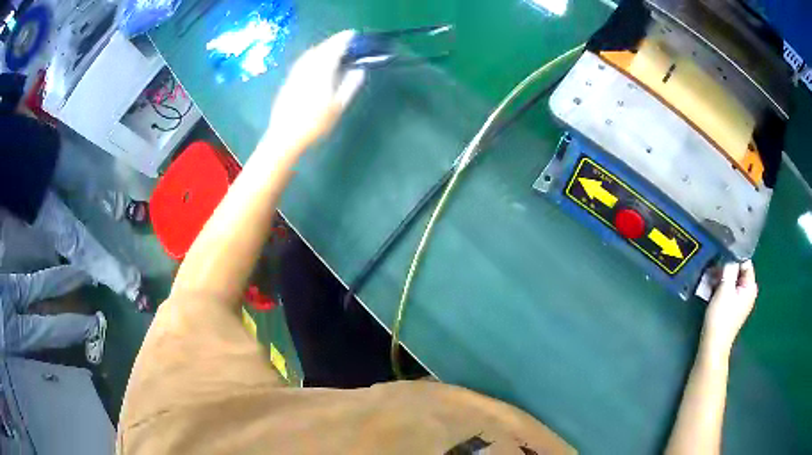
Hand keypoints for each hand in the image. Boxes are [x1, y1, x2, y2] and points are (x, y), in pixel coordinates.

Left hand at [261, 30, 364, 157]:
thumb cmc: (314, 123)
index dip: (343, 39)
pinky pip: (303, 61)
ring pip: (310, 53)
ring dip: (322, 47)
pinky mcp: (288, 80)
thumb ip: (350, 85)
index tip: (352, 34)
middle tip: (345, 40)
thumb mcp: (338, 106)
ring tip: (332, 48)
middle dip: (333, 42)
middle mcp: (307, 68)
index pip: (334, 48)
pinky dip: (312, 55)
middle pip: (321, 48)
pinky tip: (315, 61)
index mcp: (321, 71)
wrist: (284, 136)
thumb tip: (360, 70)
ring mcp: (295, 73)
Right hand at [702, 261, 757, 353]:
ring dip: (719, 279)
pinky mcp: (732, 308)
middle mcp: (748, 292)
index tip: (719, 258)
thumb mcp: (724, 290)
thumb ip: (729, 269)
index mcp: (750, 287)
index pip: (744, 261)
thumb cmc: (721, 318)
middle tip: (710, 270)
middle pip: (737, 271)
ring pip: (731, 281)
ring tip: (707, 281)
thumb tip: (729, 255)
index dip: (732, 258)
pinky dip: (719, 288)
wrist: (713, 346)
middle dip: (724, 269)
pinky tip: (709, 290)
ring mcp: (740, 301)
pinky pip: (727, 290)